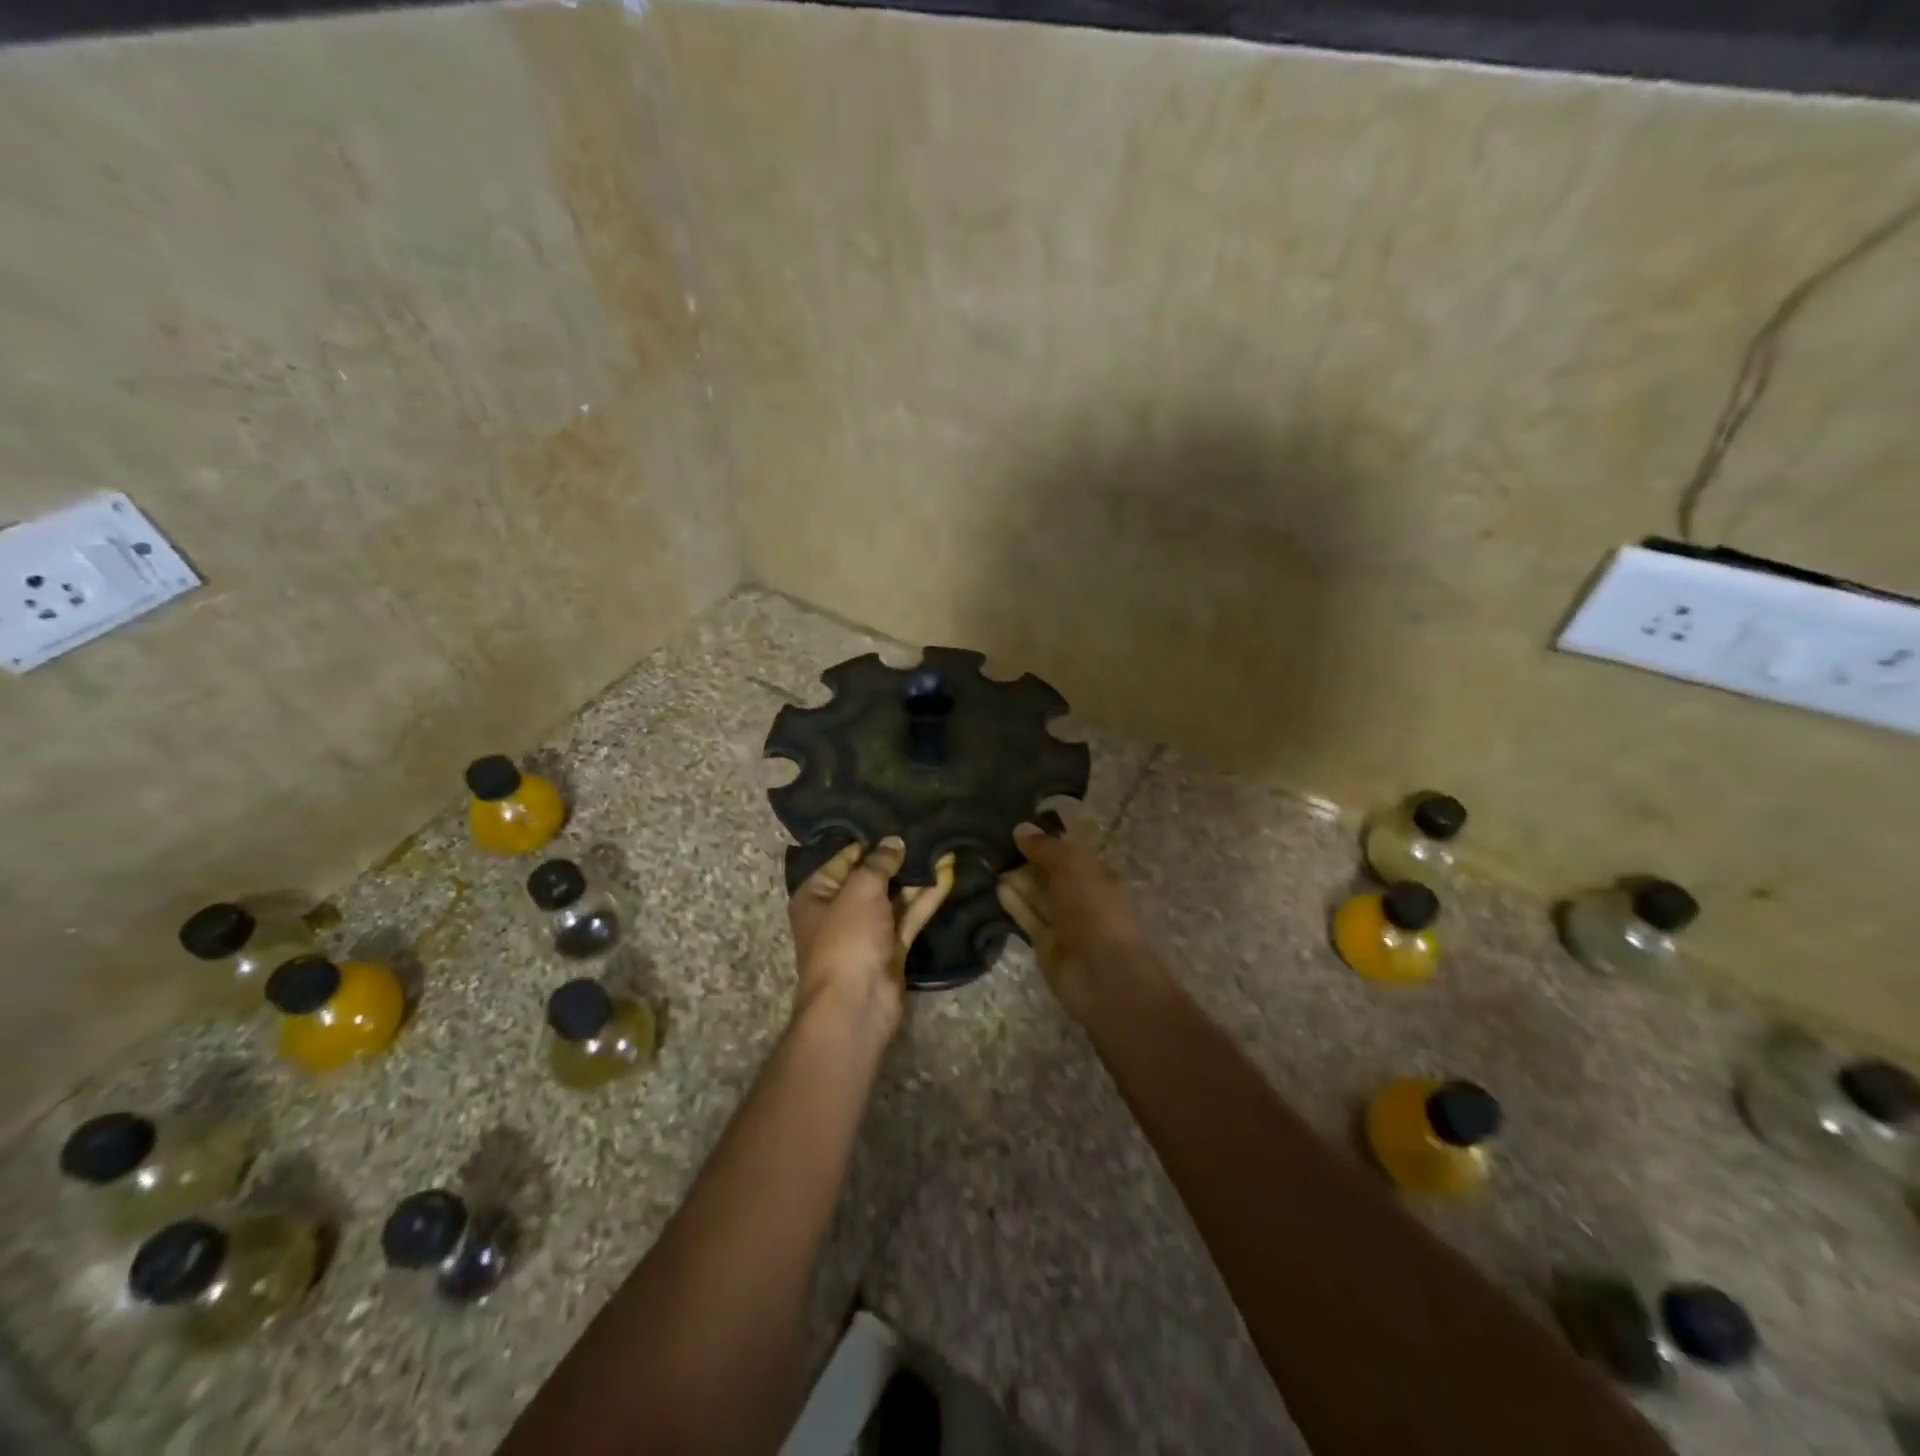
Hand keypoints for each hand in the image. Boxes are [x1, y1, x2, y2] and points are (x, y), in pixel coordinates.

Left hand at [788, 837, 954, 1043]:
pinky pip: (909, 917)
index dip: (868, 842)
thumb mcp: (859, 890)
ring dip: (915, 878)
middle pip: (870, 878)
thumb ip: (878, 863)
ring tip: (942, 848)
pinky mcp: (891, 949)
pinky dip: (926, 899)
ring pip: (893, 898)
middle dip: (896, 859)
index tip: (896, 822)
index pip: (842, 859)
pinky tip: (946, 875)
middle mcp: (839, 911)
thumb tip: (894, 842)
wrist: (856, 1004)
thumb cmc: (847, 938)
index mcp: (816, 895)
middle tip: (925, 832)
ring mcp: (867, 932)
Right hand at [996, 820, 1154, 1019]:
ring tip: (985, 858)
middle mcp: (1079, 893)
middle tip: (991, 839)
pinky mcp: (1045, 942)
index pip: (1067, 847)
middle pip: (1048, 870)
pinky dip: (1013, 902)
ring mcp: (1063, 919)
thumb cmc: (1094, 909)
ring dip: (1015, 878)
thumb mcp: (1072, 865)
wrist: (1102, 973)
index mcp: (1095, 871)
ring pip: (1036, 893)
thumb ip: (1045, 847)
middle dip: (1025, 856)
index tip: (1015, 821)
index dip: (1045, 834)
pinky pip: (1027, 916)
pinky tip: (995, 886)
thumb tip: (1020, 828)